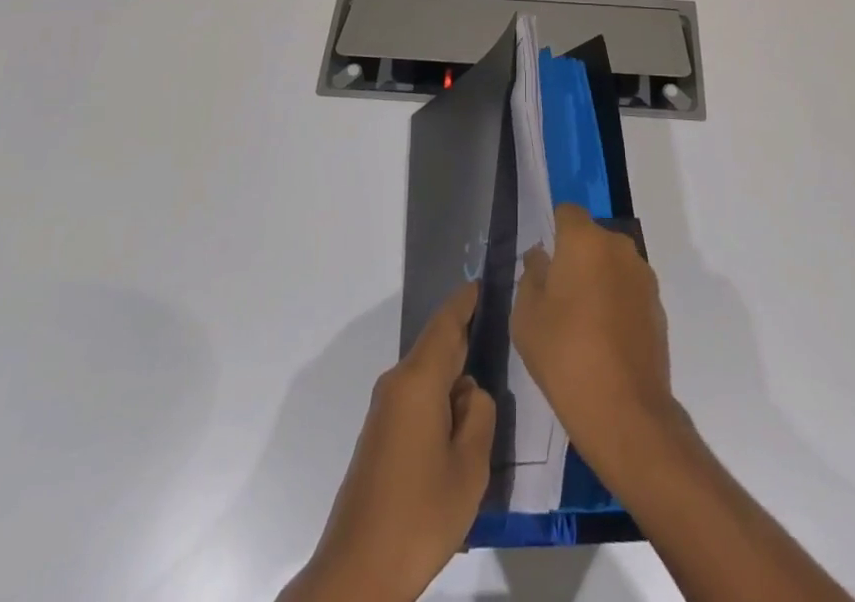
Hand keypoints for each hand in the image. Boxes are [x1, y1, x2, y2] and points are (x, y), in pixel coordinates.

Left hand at [281, 282, 495, 601]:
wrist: (357, 573)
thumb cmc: (419, 515)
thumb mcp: (469, 467)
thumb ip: (480, 416)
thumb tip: (471, 391)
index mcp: (418, 382)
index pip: (445, 325)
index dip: (464, 302)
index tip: (482, 281)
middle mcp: (397, 385)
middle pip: (436, 347)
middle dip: (464, 335)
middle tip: (497, 327)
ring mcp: (385, 411)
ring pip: (427, 375)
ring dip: (453, 373)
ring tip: (487, 379)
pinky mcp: (380, 436)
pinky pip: (417, 398)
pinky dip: (440, 397)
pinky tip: (459, 422)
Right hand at [512, 203, 680, 489]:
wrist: (626, 412)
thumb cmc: (565, 355)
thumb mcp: (526, 316)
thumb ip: (531, 275)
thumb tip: (541, 257)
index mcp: (585, 241)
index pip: (566, 213)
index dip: (553, 231)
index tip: (543, 262)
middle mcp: (619, 248)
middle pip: (591, 238)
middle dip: (575, 257)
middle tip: (557, 295)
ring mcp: (643, 277)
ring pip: (612, 264)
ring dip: (598, 280)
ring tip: (581, 322)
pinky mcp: (659, 307)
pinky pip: (628, 290)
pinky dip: (616, 303)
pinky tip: (604, 340)